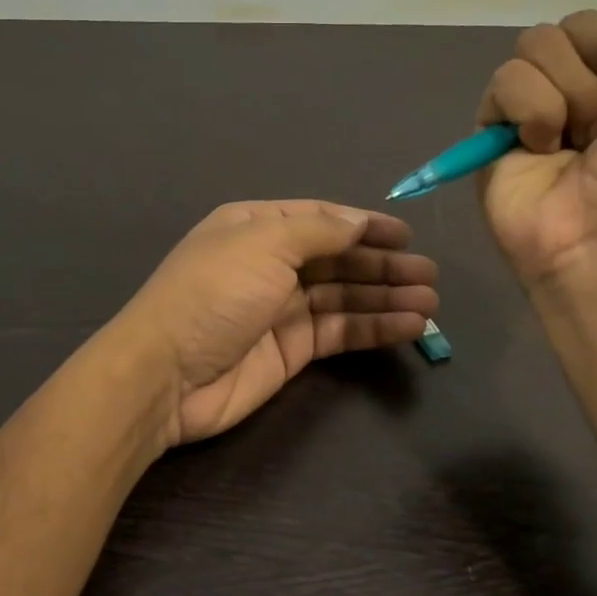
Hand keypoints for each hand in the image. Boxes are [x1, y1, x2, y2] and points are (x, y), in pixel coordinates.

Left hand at [111, 201, 439, 445]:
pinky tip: (410, 326)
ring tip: (430, 302)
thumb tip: (358, 221)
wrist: (166, 375)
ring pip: (345, 297)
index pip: (321, 220)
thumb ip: (318, 231)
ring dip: (387, 297)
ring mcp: (281, 309)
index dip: (364, 225)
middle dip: (383, 265)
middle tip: (430, 275)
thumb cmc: (213, 294)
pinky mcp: (291, 350)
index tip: (406, 235)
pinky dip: (374, 328)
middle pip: (338, 259)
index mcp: (256, 227)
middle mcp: (271, 264)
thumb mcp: (263, 243)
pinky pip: (340, 332)